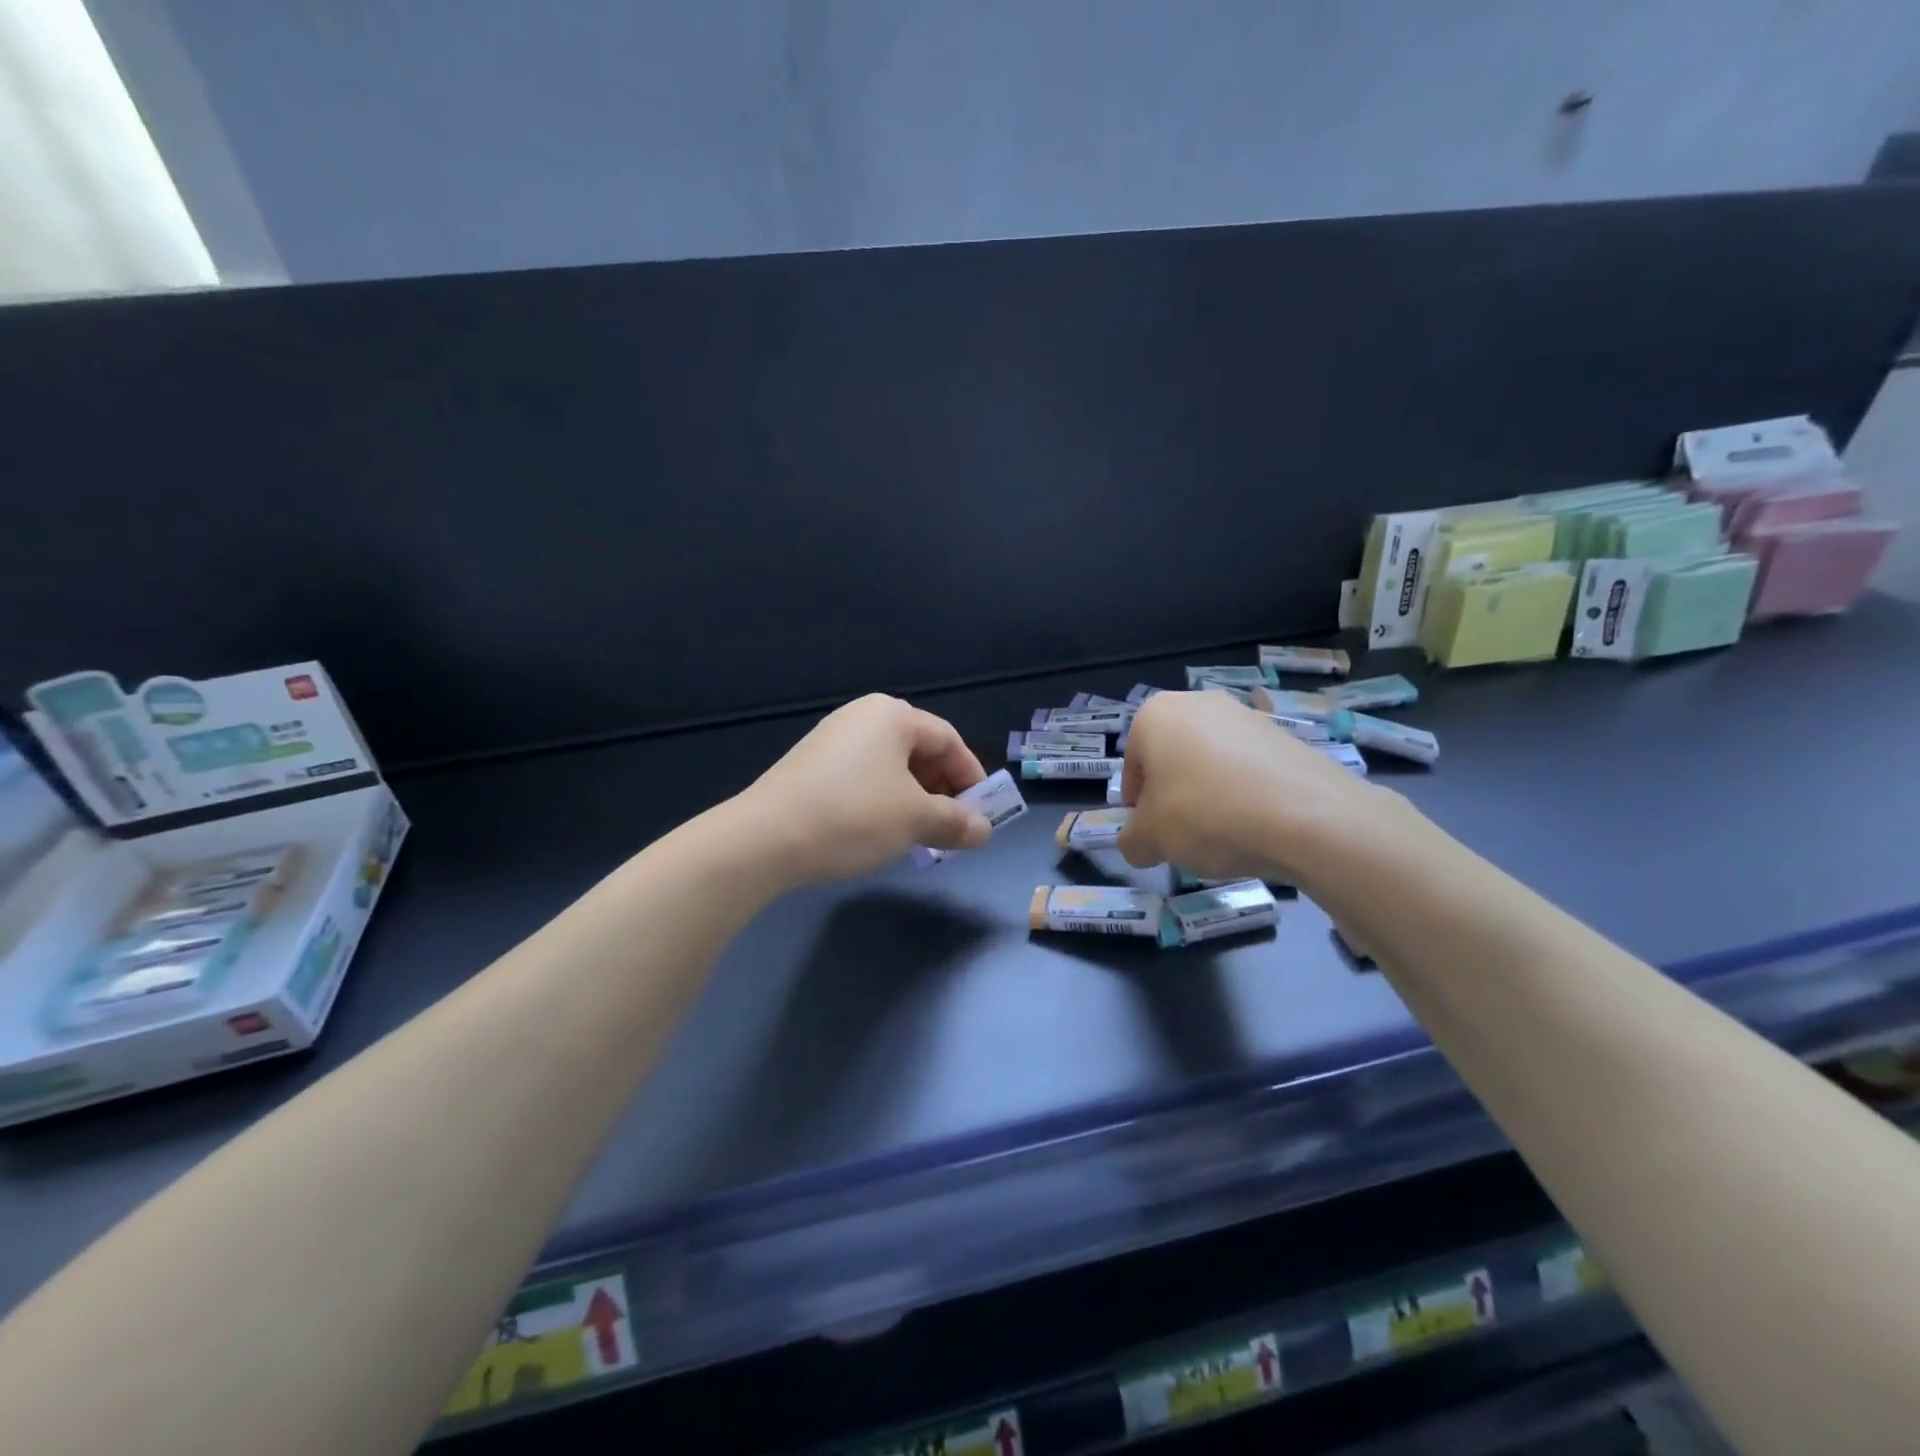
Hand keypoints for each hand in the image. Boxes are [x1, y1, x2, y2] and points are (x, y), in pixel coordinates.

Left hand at [735, 694, 993, 883]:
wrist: (764, 839)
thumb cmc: (852, 817)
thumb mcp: (915, 821)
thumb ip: (956, 822)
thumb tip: (984, 830)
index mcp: (892, 716)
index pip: (949, 740)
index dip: (971, 776)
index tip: (982, 812)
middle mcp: (862, 717)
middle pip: (919, 750)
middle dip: (942, 790)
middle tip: (951, 826)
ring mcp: (832, 739)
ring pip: (891, 767)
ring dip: (914, 799)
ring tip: (918, 834)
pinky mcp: (811, 764)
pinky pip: (864, 776)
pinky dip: (883, 800)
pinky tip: (880, 830)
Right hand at [1118, 691, 1390, 883]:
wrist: (1306, 816)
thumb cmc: (1205, 814)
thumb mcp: (1150, 839)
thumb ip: (1132, 841)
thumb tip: (1139, 844)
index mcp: (1155, 715)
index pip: (1132, 763)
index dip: (1136, 803)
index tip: (1149, 832)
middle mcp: (1199, 703)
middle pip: (1172, 757)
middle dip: (1173, 794)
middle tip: (1181, 834)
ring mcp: (1247, 715)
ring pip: (1212, 761)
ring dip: (1209, 793)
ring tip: (1223, 833)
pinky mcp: (1286, 735)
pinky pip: (1250, 768)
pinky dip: (1246, 793)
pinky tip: (1256, 825)